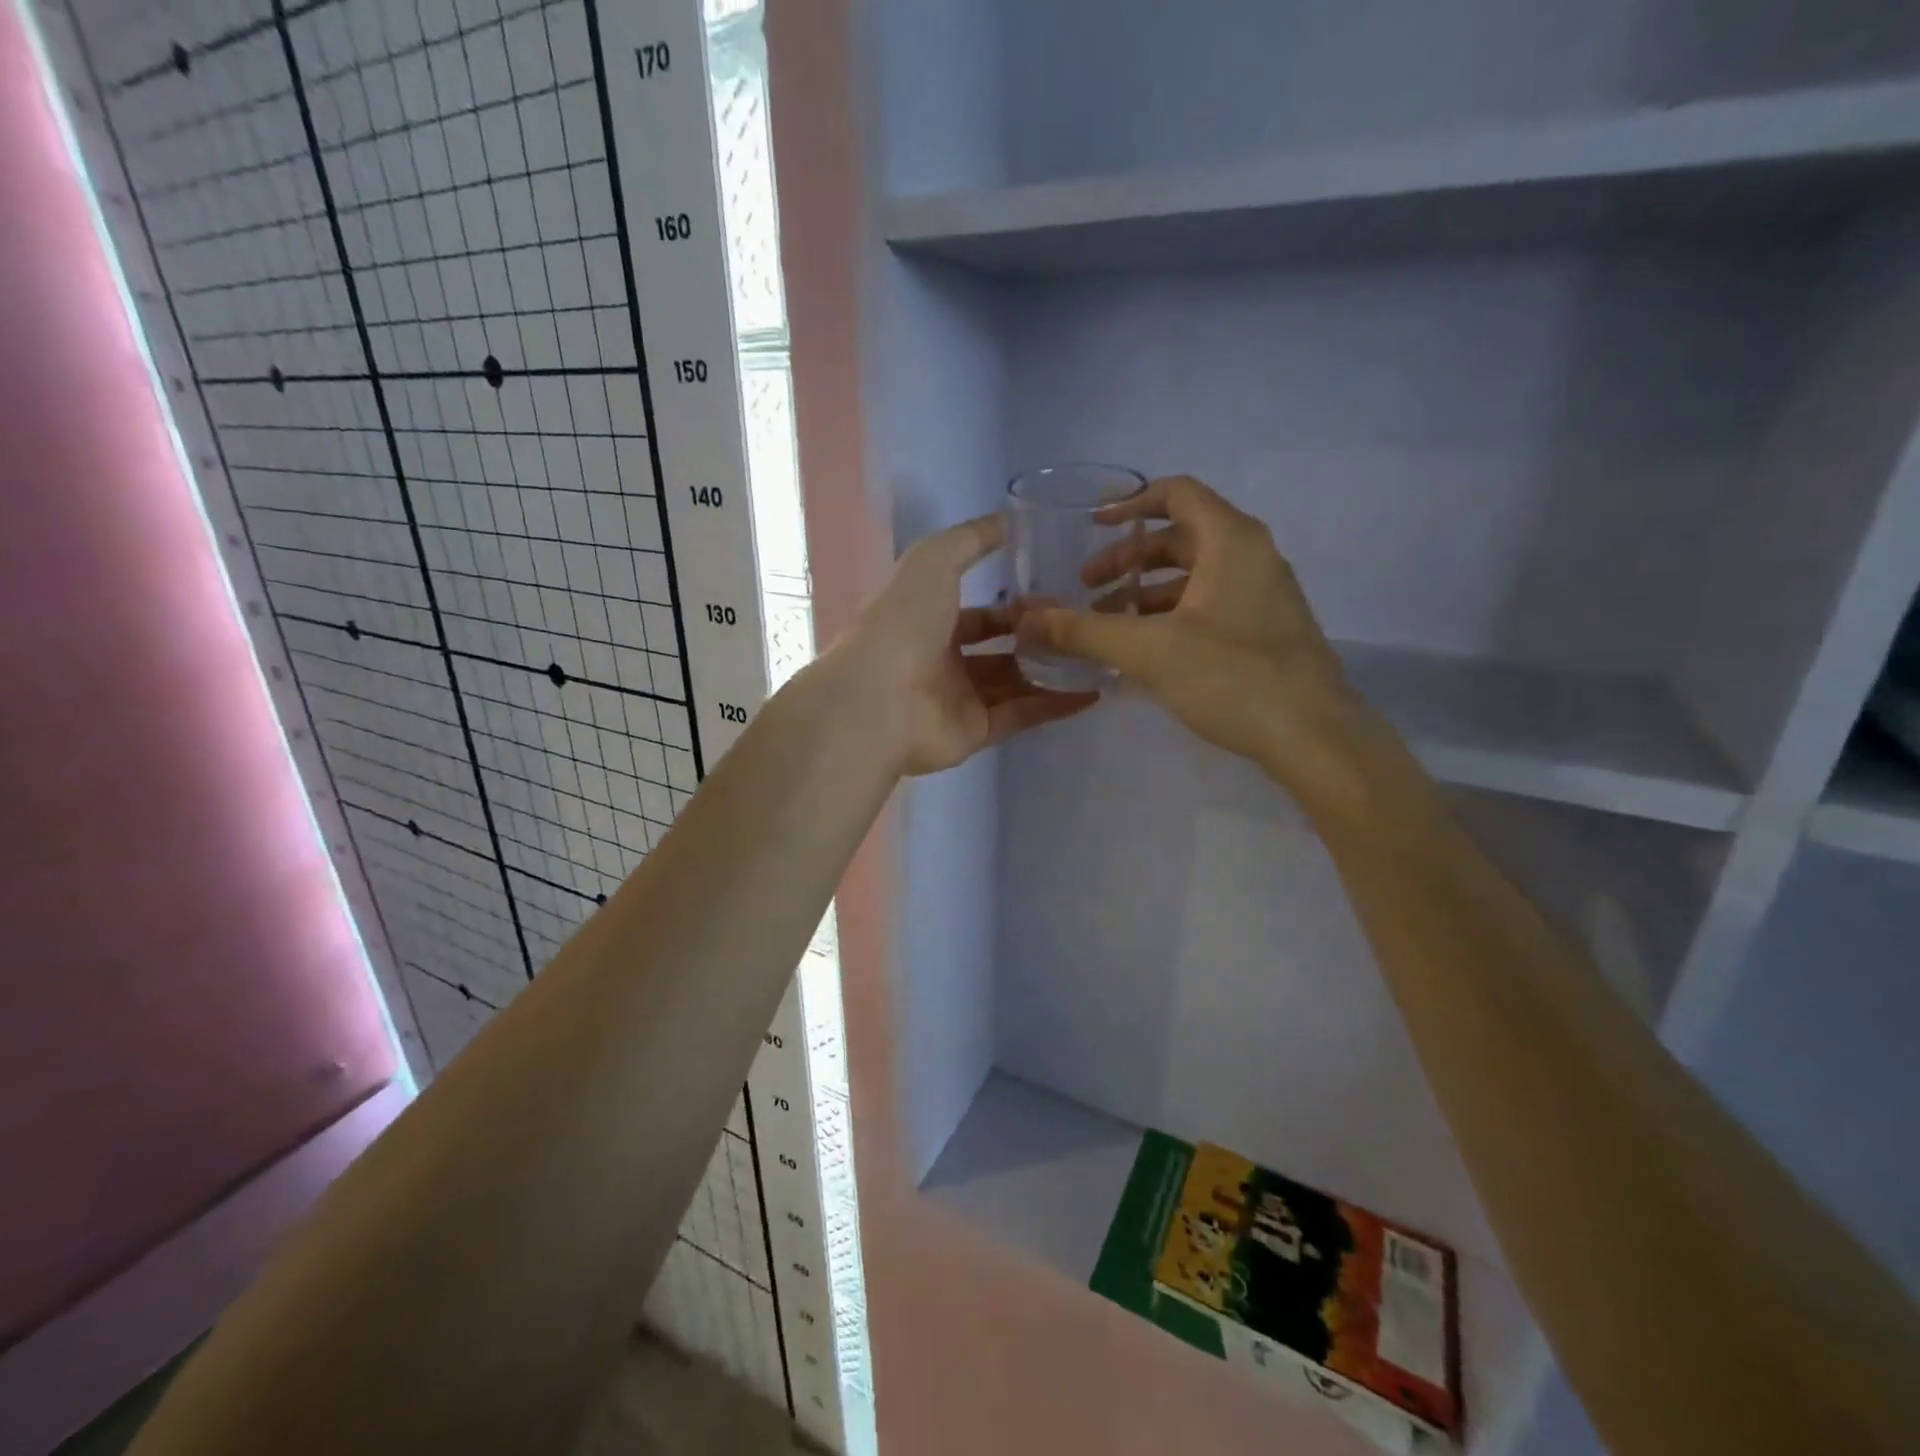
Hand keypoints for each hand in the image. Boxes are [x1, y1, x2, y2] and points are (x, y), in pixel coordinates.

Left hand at [832, 515, 1096, 775]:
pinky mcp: (975, 732)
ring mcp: (959, 699)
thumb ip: (970, 539)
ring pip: (1015, 682)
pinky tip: (1093, 691)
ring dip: (1052, 670)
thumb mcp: (934, 560)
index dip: (1016, 604)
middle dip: (1038, 637)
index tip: (1058, 595)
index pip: (980, 613)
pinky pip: (1022, 716)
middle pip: (1001, 648)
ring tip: (1096, 655)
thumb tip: (1010, 520)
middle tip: (1082, 626)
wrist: (878, 700)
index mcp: (928, 622)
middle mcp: (943, 661)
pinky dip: (1055, 705)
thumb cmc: (904, 622)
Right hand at [1028, 475, 1372, 804]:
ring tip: (1106, 624)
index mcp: (1231, 541)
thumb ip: (1085, 631)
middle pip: (1180, 538)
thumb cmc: (1232, 677)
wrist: (1313, 736)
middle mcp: (1252, 556)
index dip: (1130, 503)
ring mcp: (1263, 595)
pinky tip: (1142, 651)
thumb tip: (1028, 619)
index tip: (1092, 525)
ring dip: (1146, 593)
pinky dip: (1170, 616)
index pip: (1176, 494)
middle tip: (1086, 588)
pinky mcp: (1265, 630)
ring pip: (1193, 576)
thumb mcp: (1148, 650)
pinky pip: (1208, 606)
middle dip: (1128, 559)